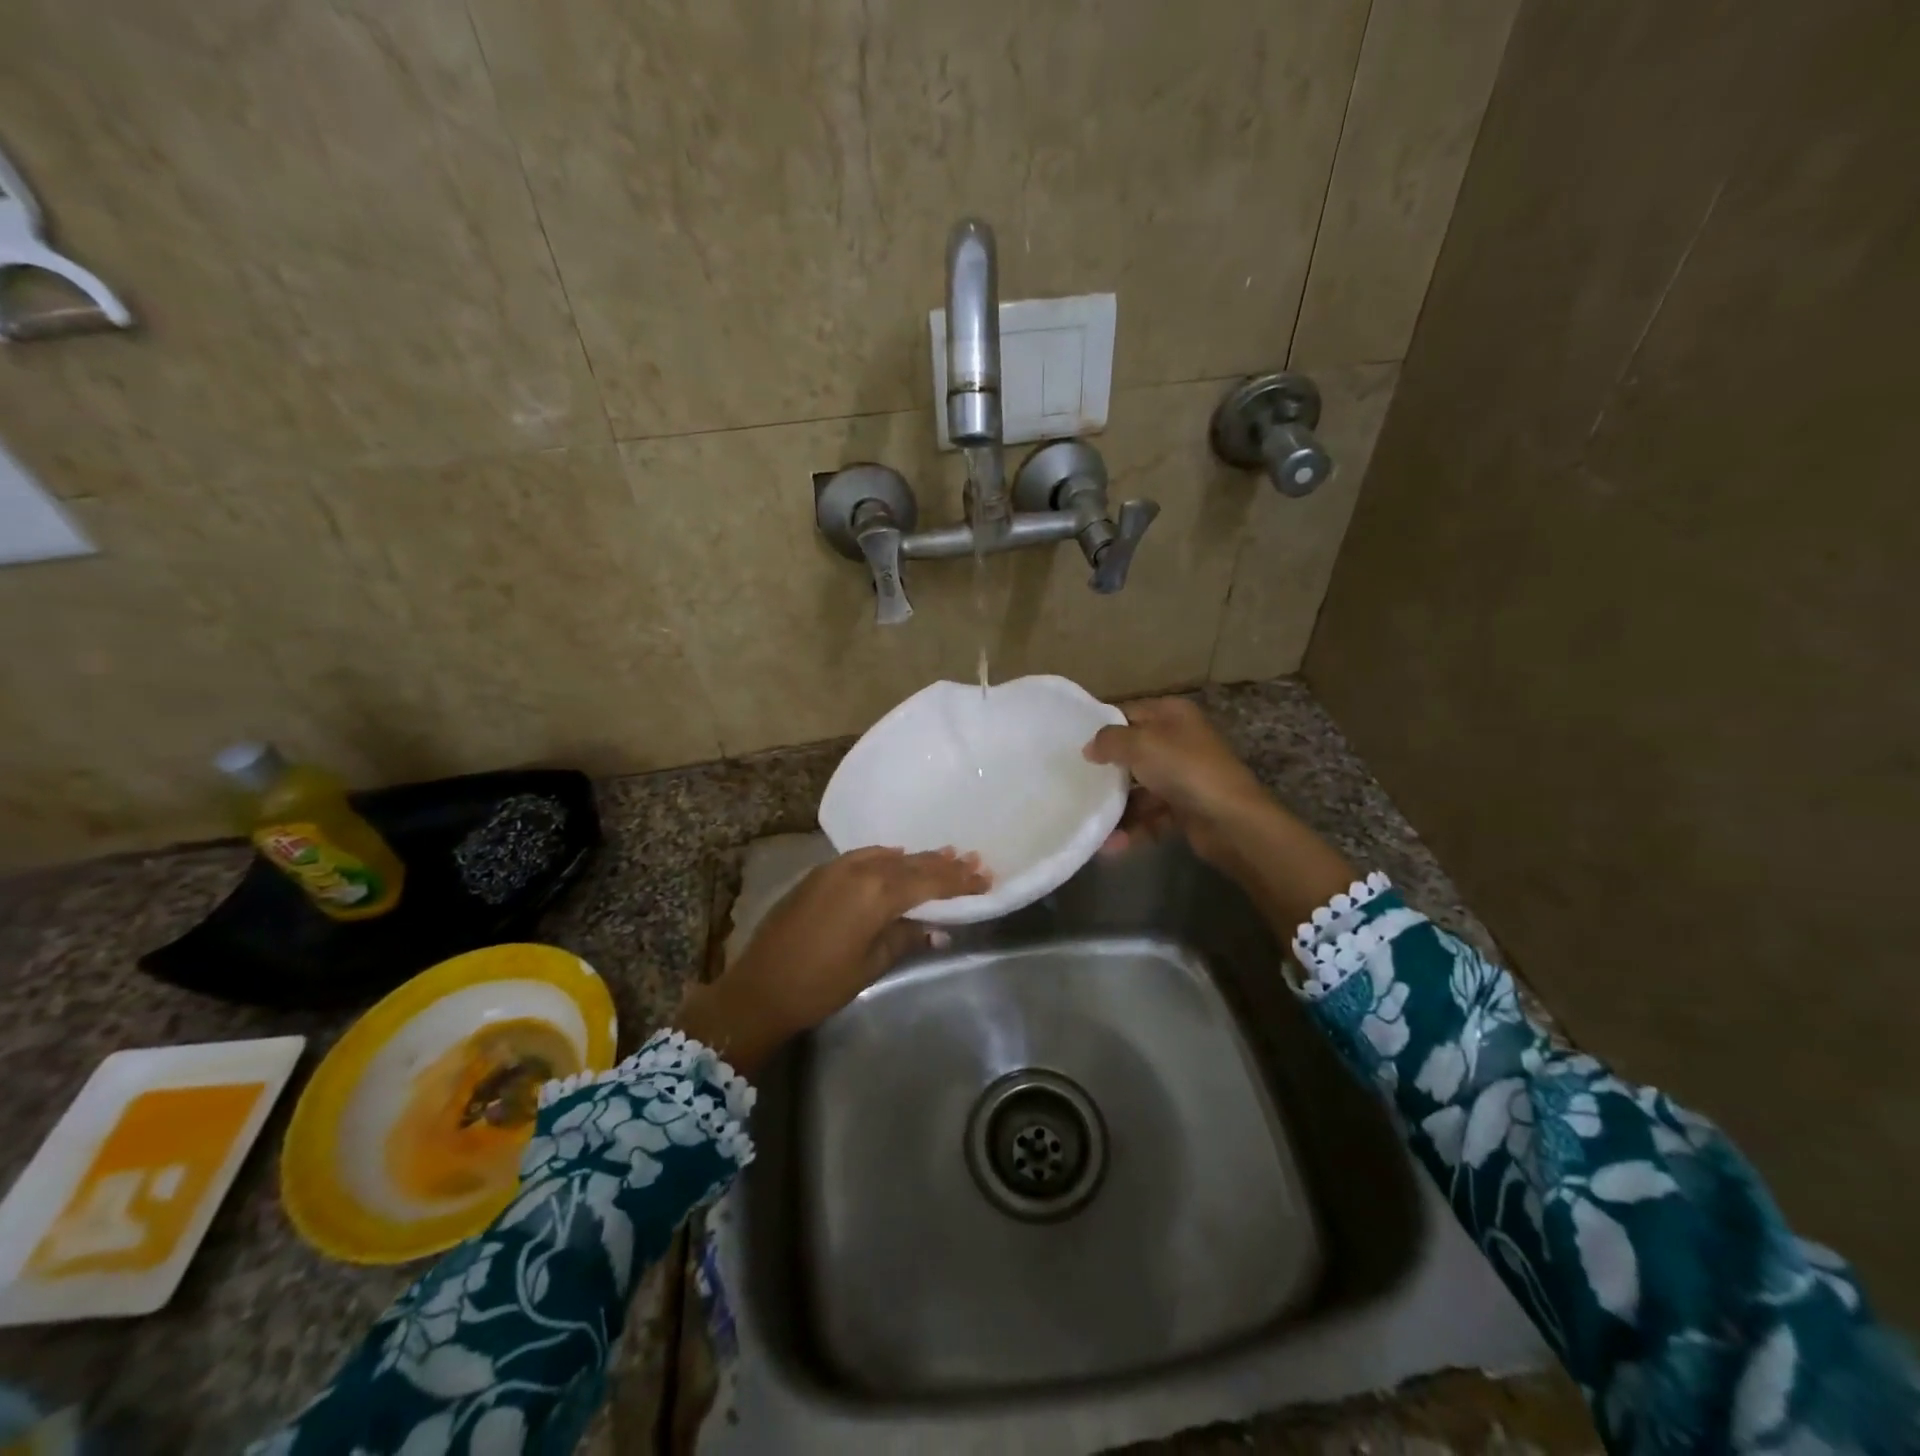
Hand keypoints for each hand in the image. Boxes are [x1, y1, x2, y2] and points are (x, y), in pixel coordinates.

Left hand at [674, 847, 989, 1073]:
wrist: (759, 987)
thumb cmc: (820, 984)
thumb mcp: (872, 964)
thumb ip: (907, 937)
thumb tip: (939, 928)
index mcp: (877, 894)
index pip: (930, 882)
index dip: (960, 882)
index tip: (986, 879)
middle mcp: (860, 871)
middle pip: (913, 864)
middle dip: (945, 865)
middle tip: (975, 861)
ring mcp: (837, 868)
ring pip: (889, 858)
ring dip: (918, 859)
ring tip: (947, 855)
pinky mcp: (820, 873)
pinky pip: (865, 857)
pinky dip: (888, 858)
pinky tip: (898, 858)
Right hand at [1084, 697, 1356, 934]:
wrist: (1232, 821)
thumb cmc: (1185, 769)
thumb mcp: (1140, 744)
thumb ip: (1109, 740)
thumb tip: (1090, 748)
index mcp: (1172, 715)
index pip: (1128, 713)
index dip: (1102, 728)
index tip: (1073, 746)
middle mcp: (1179, 741)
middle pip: (1133, 752)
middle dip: (1106, 770)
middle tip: (1074, 782)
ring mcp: (1184, 776)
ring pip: (1140, 788)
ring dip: (1117, 808)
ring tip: (1091, 824)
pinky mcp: (1185, 808)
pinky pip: (1151, 815)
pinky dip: (1133, 828)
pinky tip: (1111, 846)